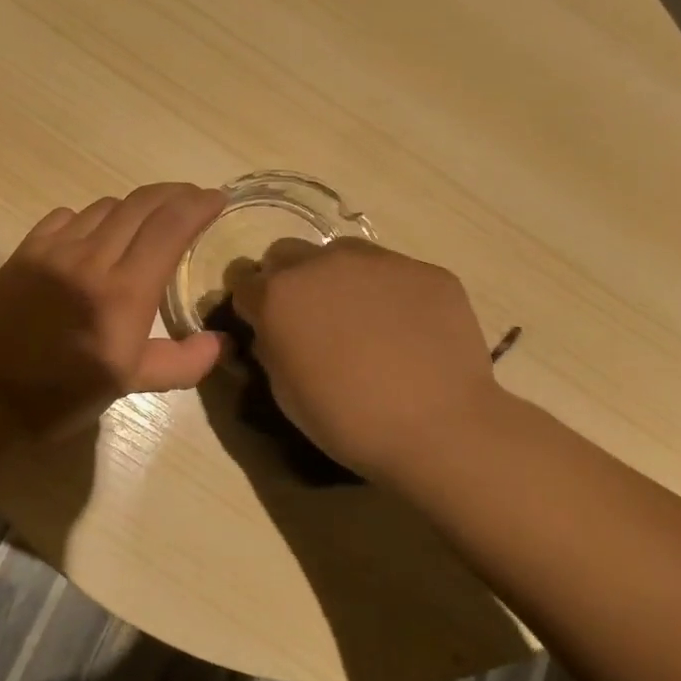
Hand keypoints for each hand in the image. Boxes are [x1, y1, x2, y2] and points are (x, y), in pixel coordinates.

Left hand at [0, 183, 227, 437]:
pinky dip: (90, 217)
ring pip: (105, 207)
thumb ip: (183, 362)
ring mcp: (54, 250)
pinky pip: (66, 216)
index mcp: (125, 292)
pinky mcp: (26, 251)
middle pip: (141, 205)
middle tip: (191, 198)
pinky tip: (93, 234)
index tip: (216, 198)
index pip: (170, 227)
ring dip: (134, 207)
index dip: (198, 205)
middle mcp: (92, 259)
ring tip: (146, 220)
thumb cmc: (65, 394)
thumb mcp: (131, 384)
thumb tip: (221, 342)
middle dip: (174, 194)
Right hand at [229, 237, 506, 481]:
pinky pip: (392, 271)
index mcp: (277, 295)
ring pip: (340, 253)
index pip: (242, 278)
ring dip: (336, 277)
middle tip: (308, 318)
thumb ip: (270, 347)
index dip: (249, 301)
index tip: (261, 322)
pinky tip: (406, 329)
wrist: (438, 427)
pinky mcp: (424, 270)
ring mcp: (377, 260)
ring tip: (361, 319)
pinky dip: (388, 292)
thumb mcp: (283, 391)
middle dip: (287, 279)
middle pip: (285, 253)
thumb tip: (272, 331)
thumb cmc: (346, 419)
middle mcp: (321, 263)